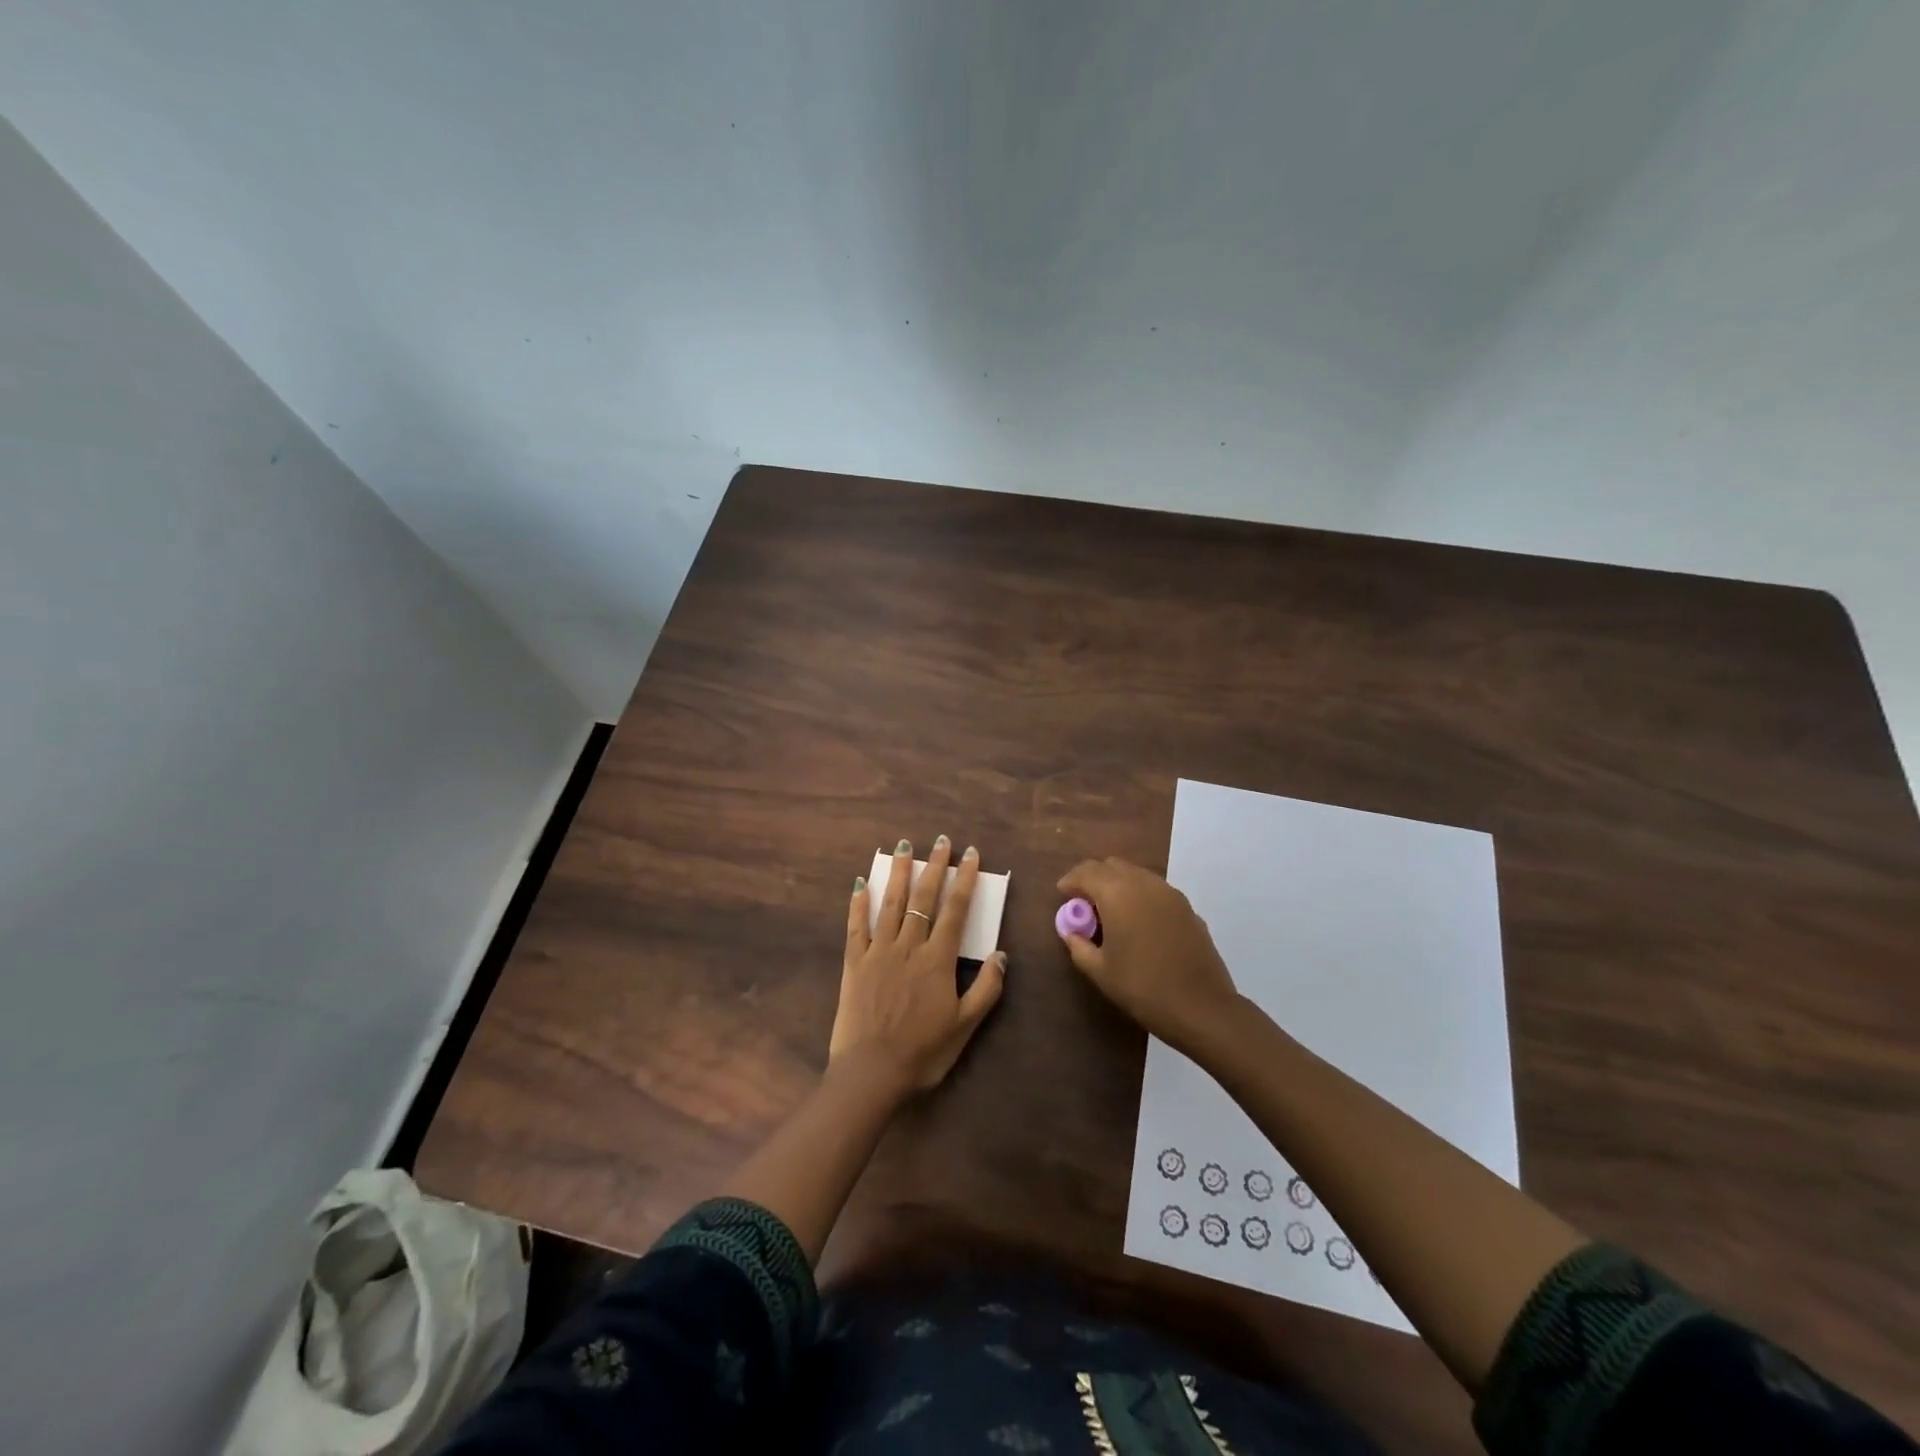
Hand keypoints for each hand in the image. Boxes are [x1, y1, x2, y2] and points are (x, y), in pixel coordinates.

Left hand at [831, 836, 1006, 1093]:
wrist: (871, 1072)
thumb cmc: (923, 1051)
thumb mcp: (966, 1026)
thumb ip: (986, 989)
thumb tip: (1002, 954)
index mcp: (938, 959)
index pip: (956, 910)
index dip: (965, 880)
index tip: (971, 855)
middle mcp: (909, 946)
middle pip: (923, 898)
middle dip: (934, 867)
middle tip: (941, 841)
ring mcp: (879, 951)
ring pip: (891, 904)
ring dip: (899, 873)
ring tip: (904, 847)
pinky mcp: (854, 963)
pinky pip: (856, 926)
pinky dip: (859, 903)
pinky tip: (861, 883)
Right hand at [1056, 857, 1238, 1052]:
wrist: (1202, 1007)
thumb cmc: (1143, 988)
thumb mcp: (1100, 971)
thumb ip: (1078, 945)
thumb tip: (1070, 932)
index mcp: (1117, 894)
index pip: (1086, 872)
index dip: (1070, 881)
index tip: (1063, 896)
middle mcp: (1143, 883)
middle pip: (1111, 865)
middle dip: (1093, 878)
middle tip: (1084, 904)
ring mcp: (1169, 892)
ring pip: (1135, 873)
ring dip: (1117, 884)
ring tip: (1110, 912)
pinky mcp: (1186, 906)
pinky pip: (1154, 889)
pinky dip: (1139, 895)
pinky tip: (1138, 922)